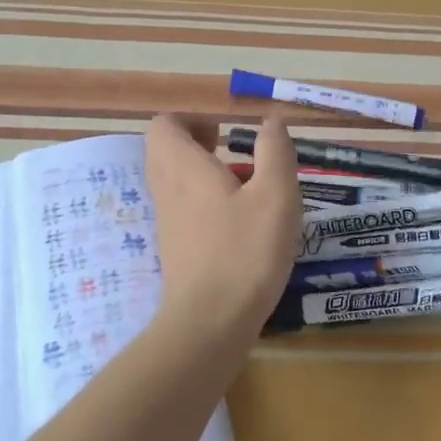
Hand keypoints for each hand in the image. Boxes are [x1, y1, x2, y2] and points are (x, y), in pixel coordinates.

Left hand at [144, 113, 302, 342]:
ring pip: (174, 181)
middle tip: (233, 154)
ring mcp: (167, 221)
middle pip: (166, 151)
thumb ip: (275, 152)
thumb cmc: (245, 251)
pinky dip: (203, 202)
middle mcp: (166, 189)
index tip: (225, 132)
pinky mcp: (174, 248)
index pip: (164, 125)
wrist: (210, 321)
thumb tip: (271, 120)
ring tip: (243, 187)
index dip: (192, 120)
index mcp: (183, 167)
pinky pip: (181, 208)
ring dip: (202, 174)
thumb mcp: (276, 195)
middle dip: (197, 144)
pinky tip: (238, 222)